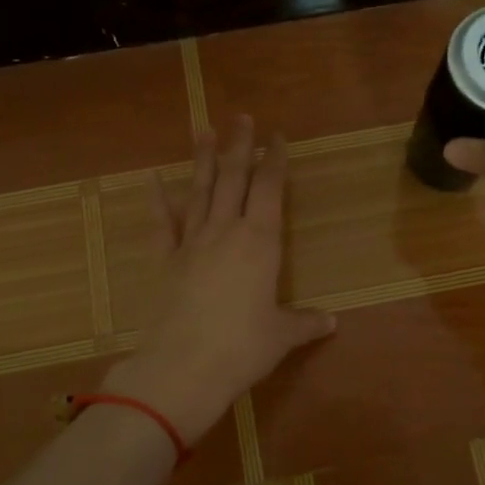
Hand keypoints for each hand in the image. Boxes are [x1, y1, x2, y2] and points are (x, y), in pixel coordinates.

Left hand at [106, 116, 335, 444]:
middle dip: (239, 146)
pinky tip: (154, 180)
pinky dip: (158, 201)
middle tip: (241, 117)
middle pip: (234, 178)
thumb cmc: (242, 347)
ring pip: (200, 191)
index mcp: (260, 242)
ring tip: (203, 130)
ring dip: (203, 160)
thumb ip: (305, 323)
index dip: (274, 161)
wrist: (183, 367)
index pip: (270, 190)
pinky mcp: (166, 260)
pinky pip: (162, 224)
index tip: (276, 137)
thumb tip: (330, 322)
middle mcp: (226, 232)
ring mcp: (192, 243)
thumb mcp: (281, 335)